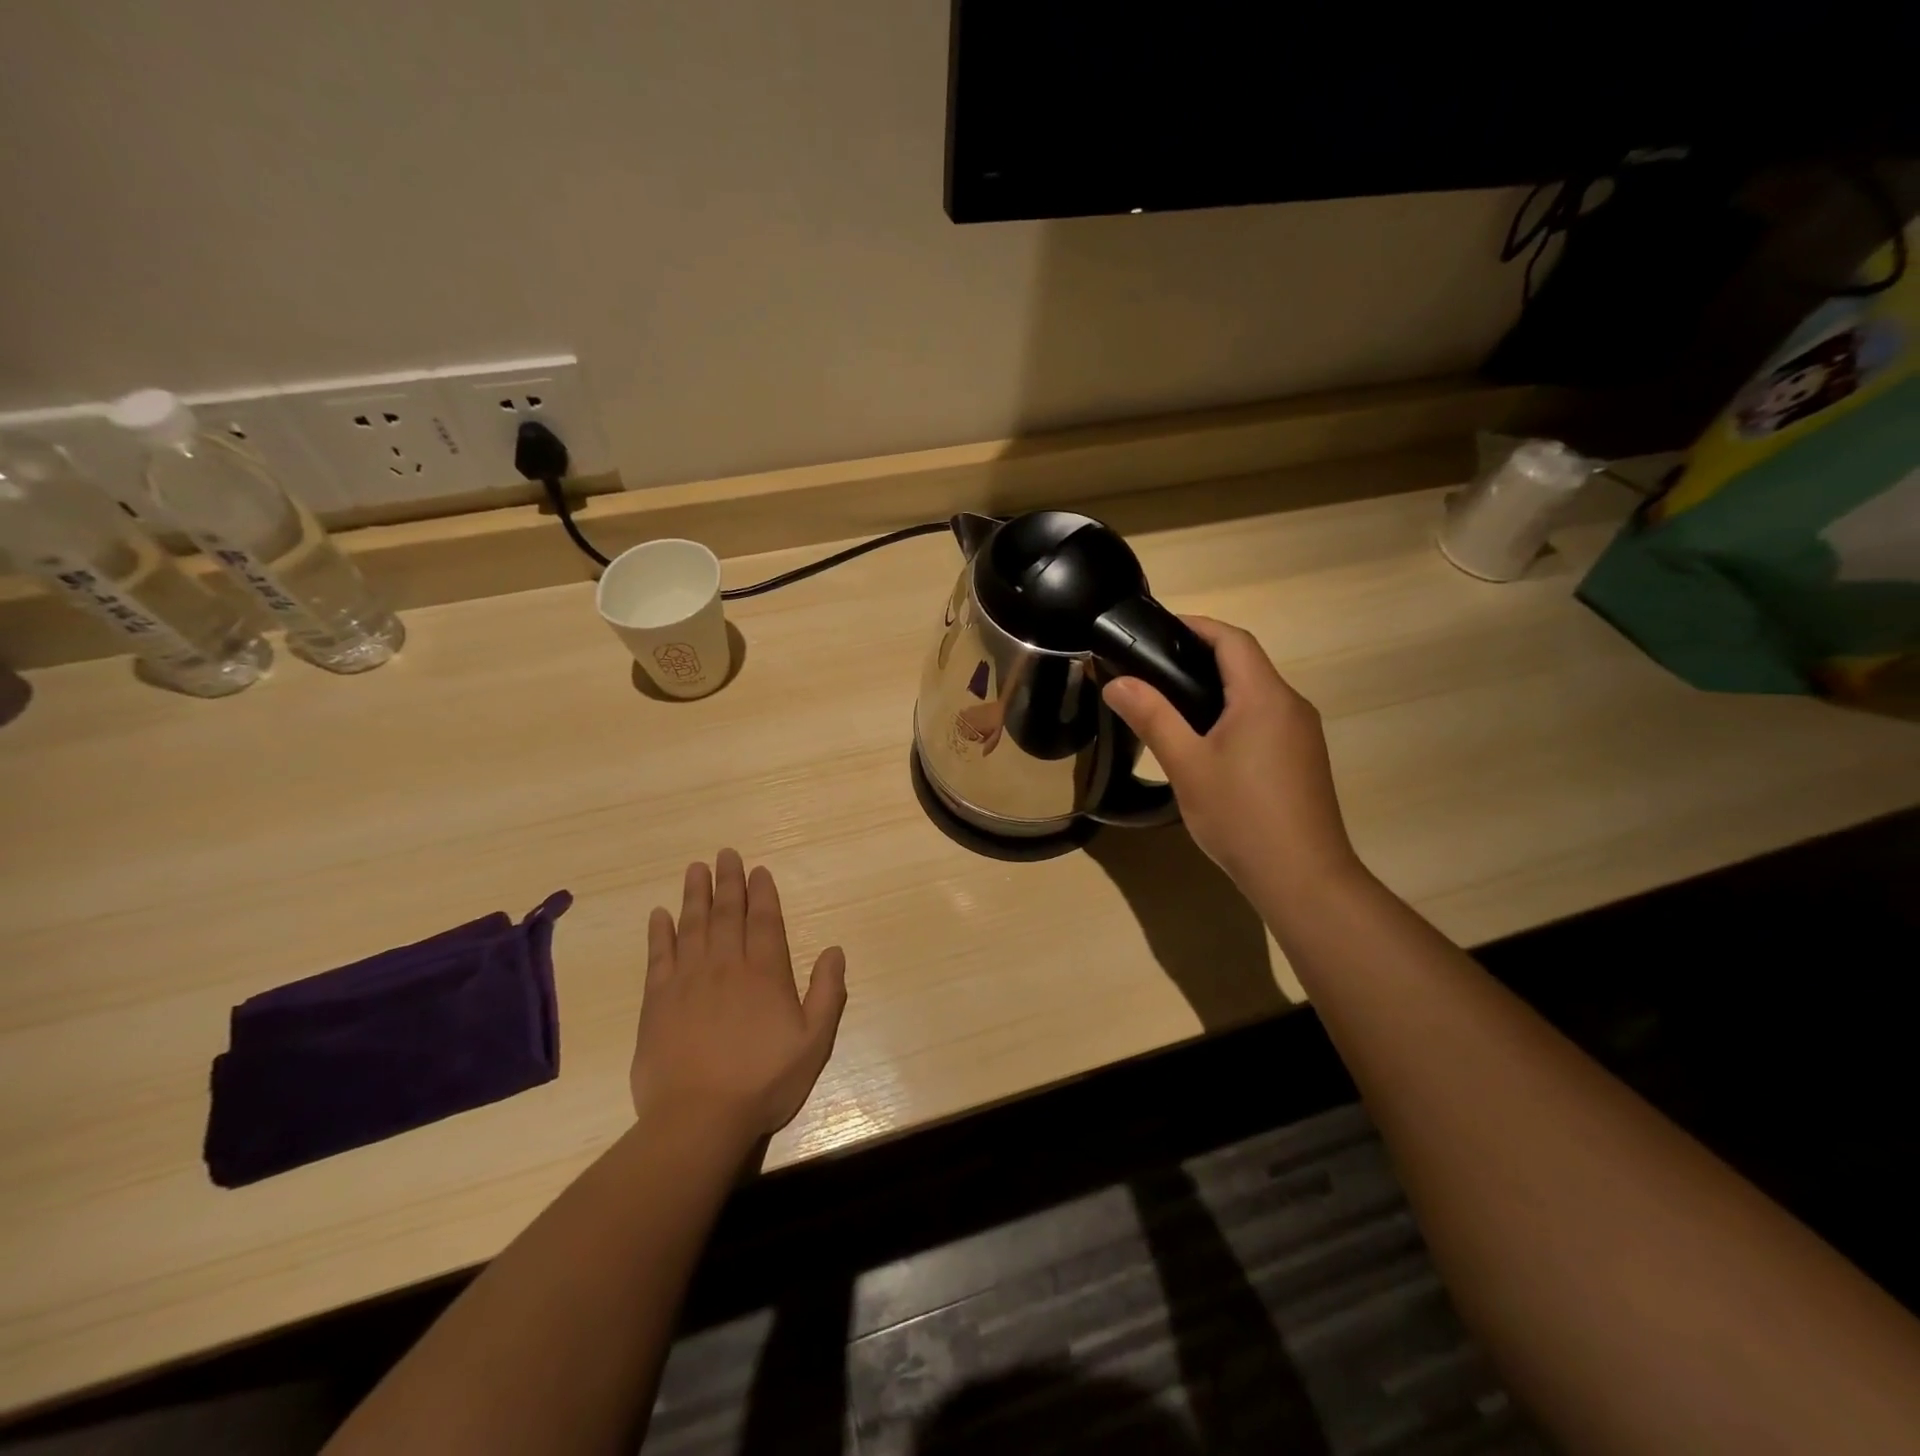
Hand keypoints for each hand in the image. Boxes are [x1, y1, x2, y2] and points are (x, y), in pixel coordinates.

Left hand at [631, 850, 847, 1143]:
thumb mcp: (814, 1042)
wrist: (698, 1119)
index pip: (764, 921)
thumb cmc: (764, 1081)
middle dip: (729, 882)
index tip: (758, 870)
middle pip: (727, 914)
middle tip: (725, 854)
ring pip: (692, 926)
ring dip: (695, 895)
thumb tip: (835, 950)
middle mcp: (726, 966)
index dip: (762, 893)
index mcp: (765, 973)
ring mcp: (688, 981)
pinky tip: (659, 914)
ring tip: (696, 869)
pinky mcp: (656, 1002)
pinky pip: (658, 956)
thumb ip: (828, 993)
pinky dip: (659, 933)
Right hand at [1102, 616, 1359, 896]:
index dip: (1196, 625)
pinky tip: (1207, 740)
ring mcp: (1303, 733)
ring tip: (1171, 701)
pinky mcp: (1303, 759)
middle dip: (1201, 655)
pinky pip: (1266, 718)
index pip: (1232, 639)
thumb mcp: (1187, 765)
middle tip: (1152, 666)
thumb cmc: (1241, 816)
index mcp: (1264, 696)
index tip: (1157, 628)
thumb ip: (1152, 717)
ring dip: (1218, 685)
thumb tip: (1116, 682)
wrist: (1303, 878)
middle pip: (1246, 662)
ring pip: (1257, 692)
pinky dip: (1234, 712)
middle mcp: (1291, 704)